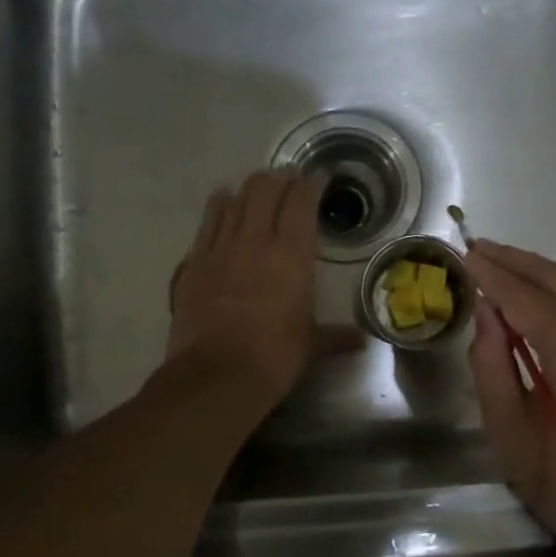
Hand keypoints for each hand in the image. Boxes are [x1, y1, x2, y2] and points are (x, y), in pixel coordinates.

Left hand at [167, 170, 359, 406]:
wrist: (216, 375)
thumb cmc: (274, 358)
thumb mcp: (311, 346)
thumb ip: (335, 337)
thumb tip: (361, 342)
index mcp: (291, 254)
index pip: (301, 201)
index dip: (310, 185)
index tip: (316, 181)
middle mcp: (254, 240)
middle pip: (263, 189)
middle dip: (278, 180)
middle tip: (287, 185)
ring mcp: (219, 248)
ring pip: (232, 200)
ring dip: (247, 191)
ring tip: (256, 192)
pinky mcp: (194, 263)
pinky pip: (207, 223)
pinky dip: (218, 208)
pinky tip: (222, 205)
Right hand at [465, 239, 555, 556]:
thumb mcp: (511, 434)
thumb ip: (492, 366)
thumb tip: (484, 314)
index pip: (523, 297)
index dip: (490, 274)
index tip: (460, 253)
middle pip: (554, 279)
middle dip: (512, 261)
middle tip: (474, 247)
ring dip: (534, 272)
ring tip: (495, 262)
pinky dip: (555, 292)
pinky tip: (530, 294)